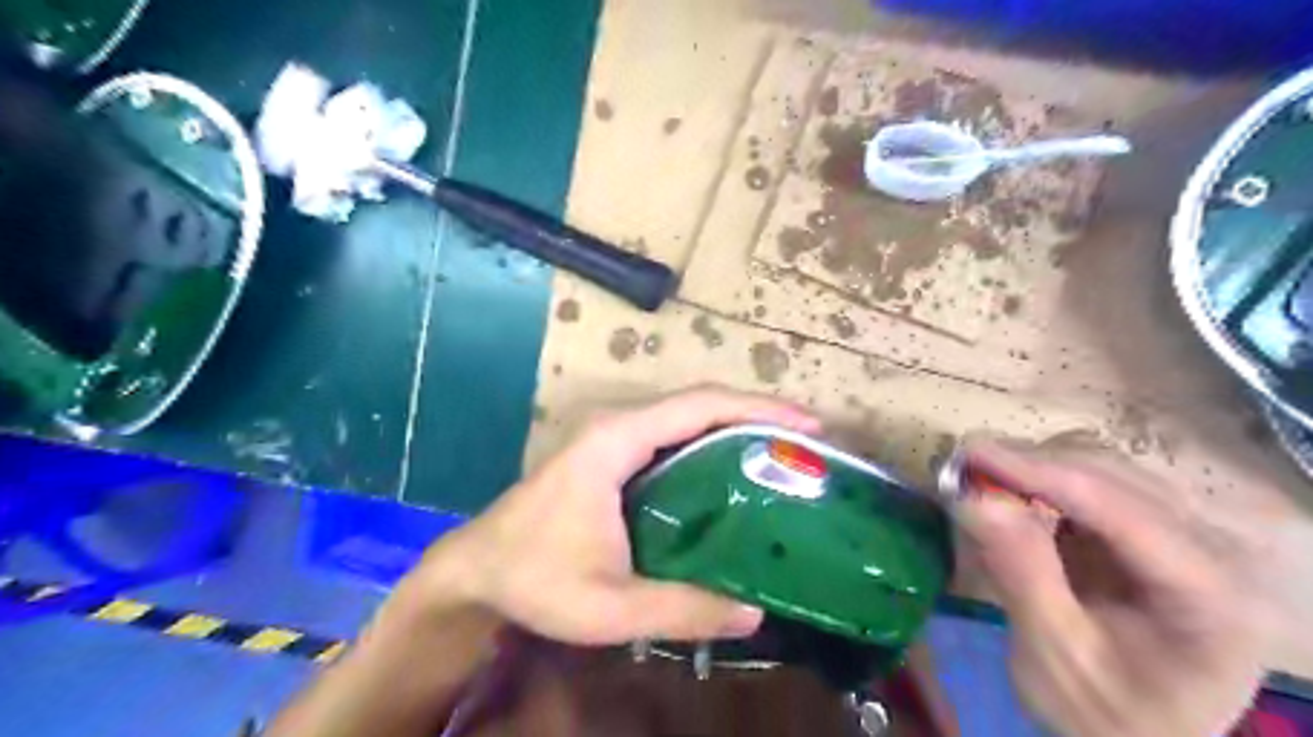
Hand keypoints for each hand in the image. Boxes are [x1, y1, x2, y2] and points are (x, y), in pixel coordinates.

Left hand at [408, 387, 818, 646]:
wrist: (476, 568)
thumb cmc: (534, 578)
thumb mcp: (608, 606)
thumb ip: (681, 609)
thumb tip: (755, 612)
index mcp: (618, 440)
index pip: (700, 406)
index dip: (758, 409)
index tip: (809, 426)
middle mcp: (619, 424)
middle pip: (700, 402)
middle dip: (758, 413)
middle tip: (808, 443)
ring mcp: (614, 436)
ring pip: (688, 416)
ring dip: (738, 424)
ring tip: (785, 453)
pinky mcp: (612, 453)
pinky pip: (674, 435)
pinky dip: (713, 441)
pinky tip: (737, 470)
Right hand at [956, 443, 1272, 735]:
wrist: (1142, 736)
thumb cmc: (1104, 712)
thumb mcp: (1055, 657)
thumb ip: (1021, 574)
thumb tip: (973, 497)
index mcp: (1210, 594)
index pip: (1118, 507)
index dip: (1036, 471)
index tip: (967, 453)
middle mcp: (1213, 548)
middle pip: (1111, 474)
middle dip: (1030, 465)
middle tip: (960, 471)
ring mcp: (1186, 532)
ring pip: (1101, 466)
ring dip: (1034, 468)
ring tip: (980, 485)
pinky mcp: (1154, 527)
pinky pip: (1093, 481)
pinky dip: (1044, 482)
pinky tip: (1012, 499)